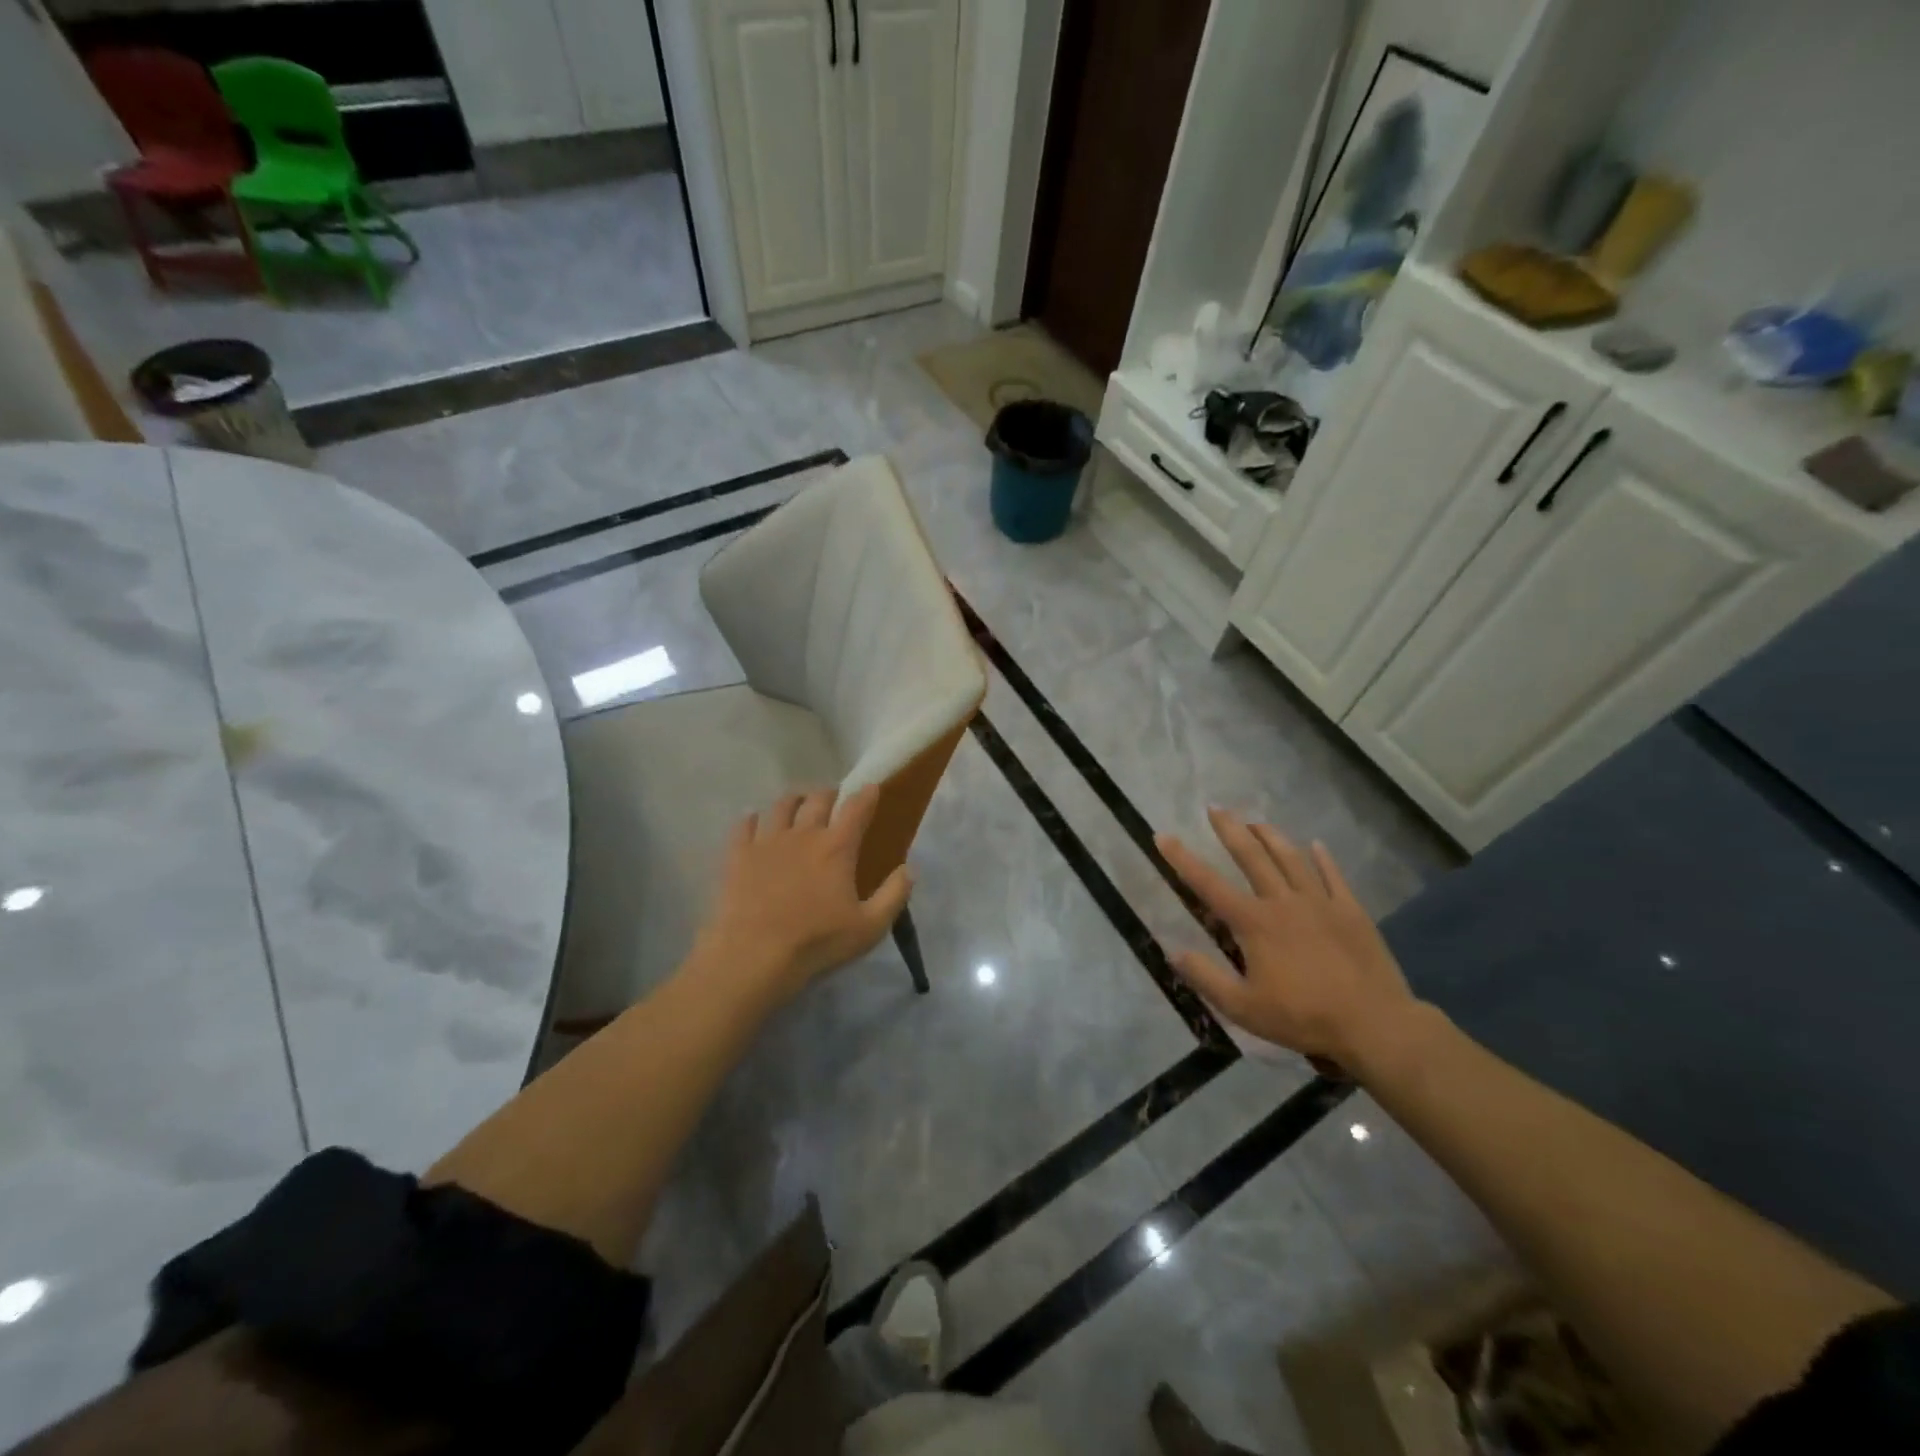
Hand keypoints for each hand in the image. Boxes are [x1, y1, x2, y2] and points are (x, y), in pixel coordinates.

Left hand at [693, 785, 911, 1004]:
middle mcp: (804, 834)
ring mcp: (768, 841)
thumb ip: (894, 895)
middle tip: (833, 798)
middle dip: (829, 794)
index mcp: (837, 847)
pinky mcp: (739, 854)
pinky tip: (753, 820)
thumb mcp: (870, 927)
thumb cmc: (817, 941)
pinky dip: (752, 818)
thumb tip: (908, 869)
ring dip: (794, 800)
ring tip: (797, 803)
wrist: (755, 954)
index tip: (872, 787)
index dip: (866, 794)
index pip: (856, 808)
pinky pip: (744, 824)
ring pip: (782, 806)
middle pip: (818, 800)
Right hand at [1156, 808, 1419, 1072]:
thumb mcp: (1243, 1008)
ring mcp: (1320, 903)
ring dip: (1270, 837)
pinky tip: (1316, 845)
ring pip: (1291, 859)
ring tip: (1256, 821)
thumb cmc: (1303, 1017)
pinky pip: (1334, 876)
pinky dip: (1323, 858)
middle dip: (1230, 830)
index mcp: (1254, 923)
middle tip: (1215, 808)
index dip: (1182, 859)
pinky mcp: (1351, 911)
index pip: (1208, 884)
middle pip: (1252, 857)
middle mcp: (1283, 902)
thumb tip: (1174, 951)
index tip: (1163, 836)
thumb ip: (1206, 978)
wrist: (1374, 1023)